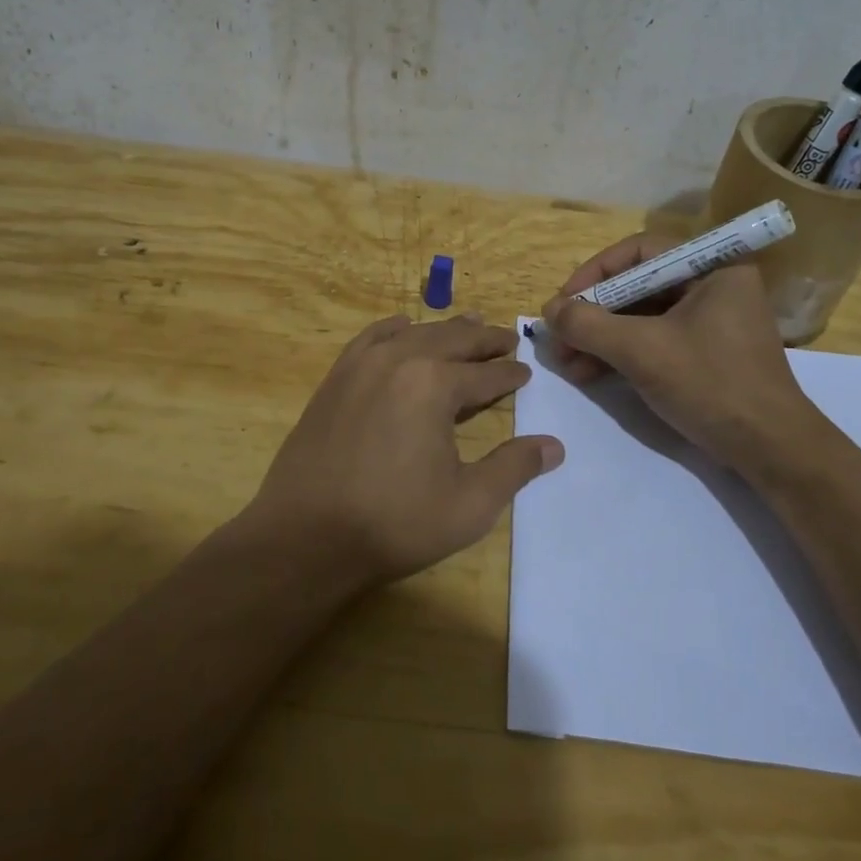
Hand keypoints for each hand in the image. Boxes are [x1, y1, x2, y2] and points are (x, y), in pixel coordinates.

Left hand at [244, 314, 563, 591]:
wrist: (306, 535)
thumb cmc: (395, 522)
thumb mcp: (469, 504)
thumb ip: (514, 468)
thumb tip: (554, 446)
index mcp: (435, 384)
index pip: (485, 373)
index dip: (509, 373)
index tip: (525, 372)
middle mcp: (400, 359)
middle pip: (453, 340)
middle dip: (484, 339)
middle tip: (507, 338)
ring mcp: (362, 364)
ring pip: (415, 333)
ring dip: (446, 330)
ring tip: (468, 325)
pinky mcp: (336, 378)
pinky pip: (370, 338)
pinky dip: (394, 329)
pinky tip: (403, 327)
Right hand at [541, 233, 829, 471]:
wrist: (771, 450)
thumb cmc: (711, 385)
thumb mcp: (642, 351)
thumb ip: (589, 325)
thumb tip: (549, 310)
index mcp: (713, 268)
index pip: (639, 252)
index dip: (594, 273)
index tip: (564, 302)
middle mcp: (712, 285)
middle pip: (637, 285)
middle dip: (593, 314)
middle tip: (559, 338)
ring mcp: (710, 320)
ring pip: (640, 316)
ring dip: (600, 338)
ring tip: (567, 364)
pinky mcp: (704, 352)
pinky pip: (653, 339)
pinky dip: (620, 353)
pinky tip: (589, 373)